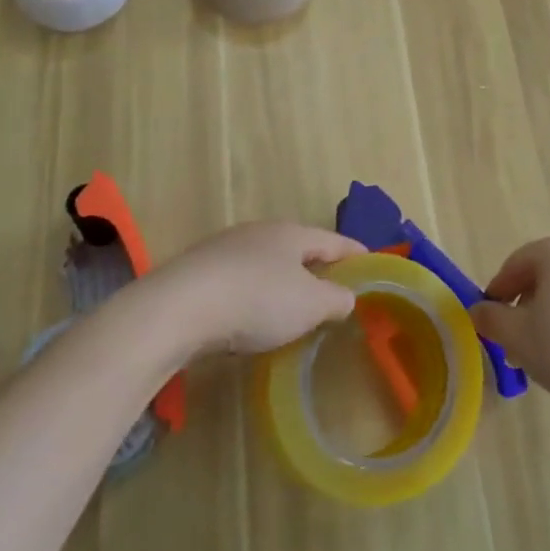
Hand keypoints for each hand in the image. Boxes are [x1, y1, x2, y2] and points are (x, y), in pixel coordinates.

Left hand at [153, 222, 363, 358]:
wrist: (178, 309)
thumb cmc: (257, 300)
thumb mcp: (310, 304)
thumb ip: (336, 299)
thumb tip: (346, 297)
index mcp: (291, 234)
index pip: (333, 241)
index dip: (355, 253)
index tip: (371, 262)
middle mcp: (259, 233)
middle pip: (297, 248)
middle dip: (316, 267)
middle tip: (334, 289)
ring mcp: (224, 250)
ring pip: (265, 264)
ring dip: (282, 283)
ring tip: (293, 307)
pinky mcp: (198, 273)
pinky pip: (239, 281)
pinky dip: (253, 296)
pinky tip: (250, 317)